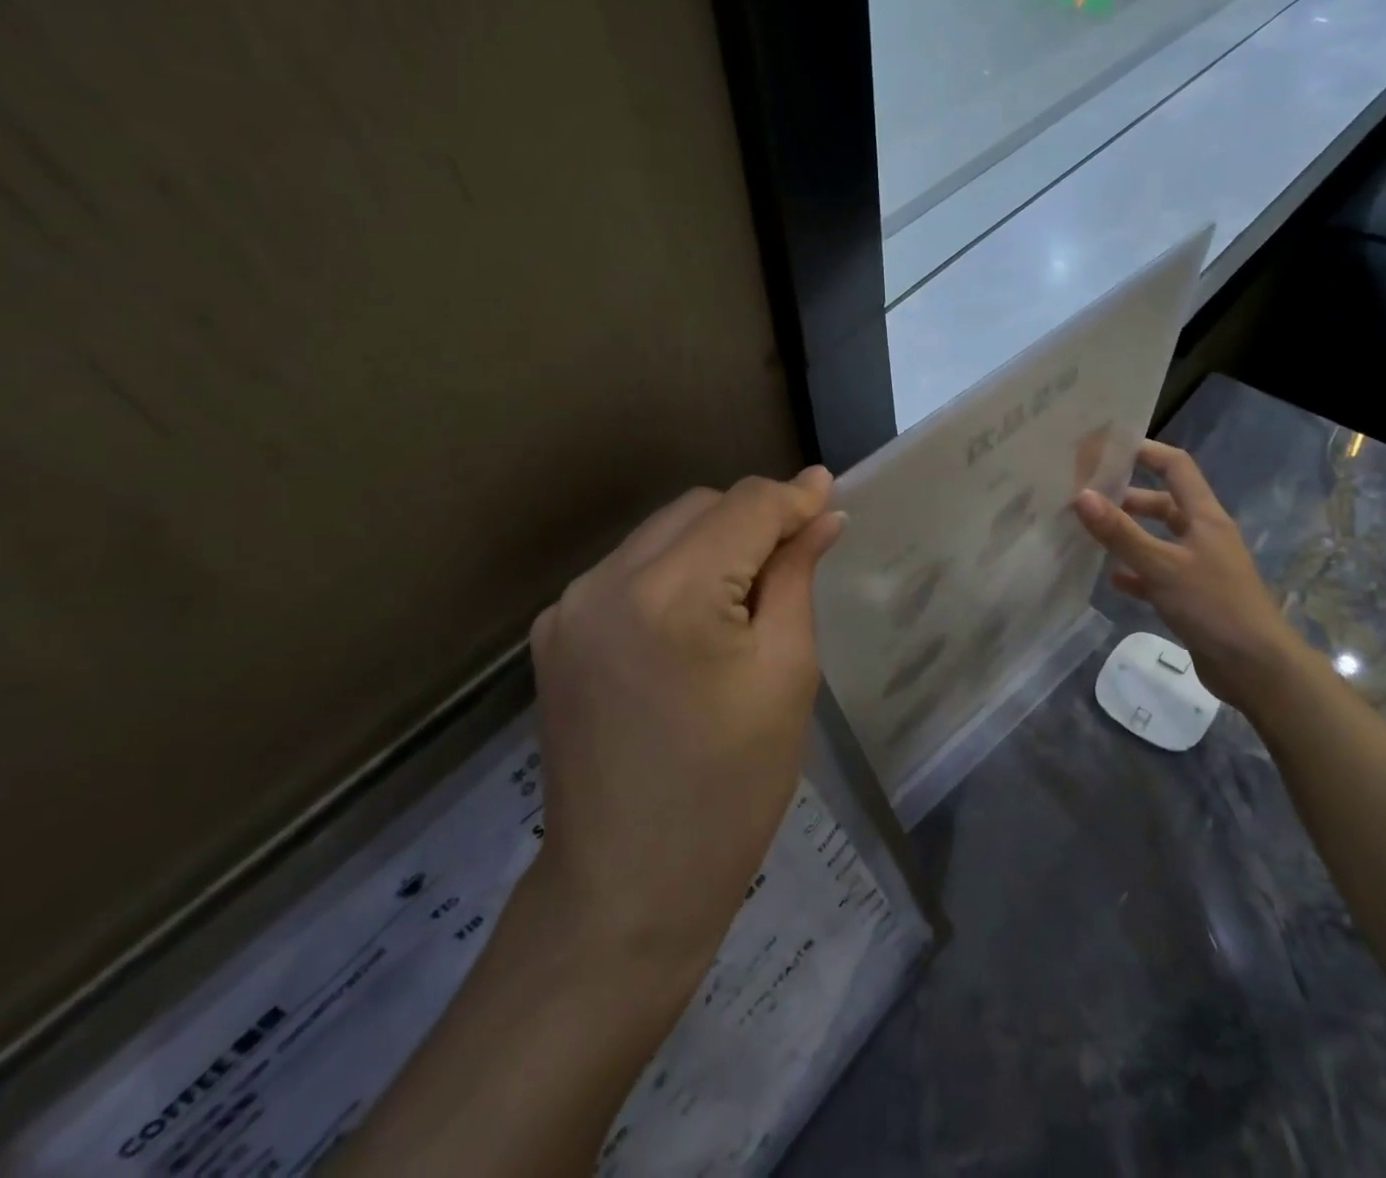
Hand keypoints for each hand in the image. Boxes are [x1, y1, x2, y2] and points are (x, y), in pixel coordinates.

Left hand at [524, 468, 844, 990]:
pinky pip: (629, 569)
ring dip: (713, 542)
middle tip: (798, 554)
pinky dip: (673, 572)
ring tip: (749, 593)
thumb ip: (797, 576)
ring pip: (661, 532)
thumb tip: (823, 513)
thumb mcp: (786, 675)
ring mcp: (569, 606)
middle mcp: (605, 581)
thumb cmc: (731, 789)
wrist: (627, 890)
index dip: (793, 497)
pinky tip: (696, 618)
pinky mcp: (554, 632)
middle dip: (753, 519)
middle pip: (699, 507)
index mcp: (671, 594)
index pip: (744, 506)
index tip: (831, 494)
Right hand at [1073, 440, 1305, 710]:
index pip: (1175, 467)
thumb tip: (1081, 496)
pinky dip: (1135, 572)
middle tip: (1085, 497)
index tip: (1106, 449)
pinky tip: (1112, 578)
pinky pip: (1157, 573)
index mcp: (1204, 516)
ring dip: (1128, 535)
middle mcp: (1202, 534)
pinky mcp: (1192, 595)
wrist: (1256, 668)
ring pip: (1157, 539)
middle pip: (1162, 503)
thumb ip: (1121, 532)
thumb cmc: (1213, 605)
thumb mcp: (1162, 566)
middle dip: (1126, 498)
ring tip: (1089, 534)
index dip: (1145, 452)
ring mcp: (1198, 566)